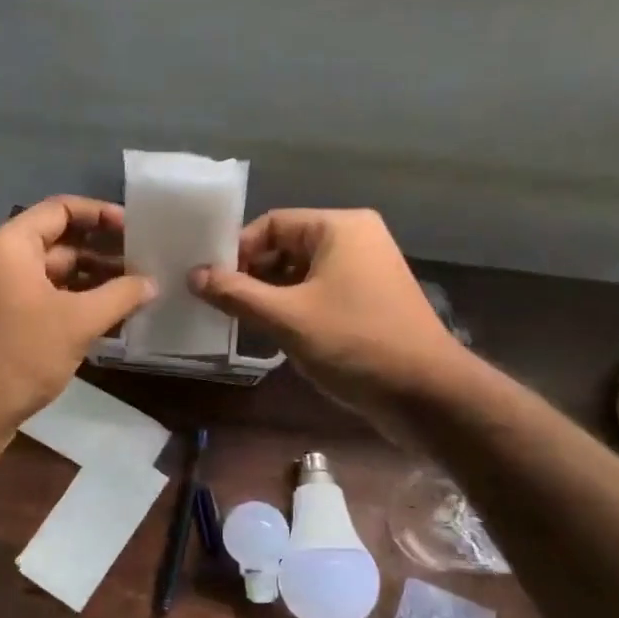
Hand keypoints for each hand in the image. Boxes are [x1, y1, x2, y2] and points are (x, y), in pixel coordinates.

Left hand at [0, 196, 155, 453]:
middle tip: (148, 263)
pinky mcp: (12, 324)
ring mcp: (7, 294)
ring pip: (59, 276)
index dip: (100, 214)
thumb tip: (152, 283)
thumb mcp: (78, 321)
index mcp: (12, 245)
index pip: (60, 209)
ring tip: (140, 291)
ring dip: (97, 282)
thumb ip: (120, 295)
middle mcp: (6, 262)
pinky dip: (82, 305)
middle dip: (104, 252)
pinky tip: (117, 318)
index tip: (136, 228)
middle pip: (61, 243)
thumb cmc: (22, 353)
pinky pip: (53, 302)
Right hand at [189, 208, 468, 439]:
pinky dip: (293, 308)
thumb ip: (236, 294)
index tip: (210, 283)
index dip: (237, 251)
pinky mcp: (369, 301)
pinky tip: (273, 334)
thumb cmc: (354, 344)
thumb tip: (193, 275)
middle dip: (252, 275)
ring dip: (270, 295)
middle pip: (286, 246)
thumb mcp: (287, 318)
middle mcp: (355, 240)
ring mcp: (365, 271)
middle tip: (220, 305)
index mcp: (340, 228)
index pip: (272, 224)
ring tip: (241, 322)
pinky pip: (319, 293)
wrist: (425, 394)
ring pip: (301, 273)